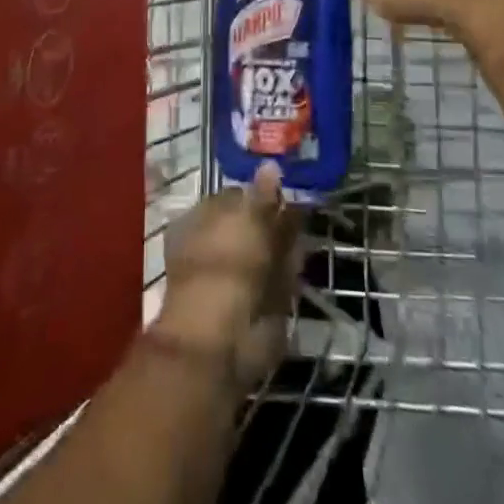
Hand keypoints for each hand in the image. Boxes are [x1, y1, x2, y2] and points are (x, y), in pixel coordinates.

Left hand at [155, 163, 300, 387]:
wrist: (222, 339)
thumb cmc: (225, 266)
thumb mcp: (246, 219)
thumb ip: (261, 193)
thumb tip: (271, 164)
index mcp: (201, 220)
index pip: (233, 196)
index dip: (258, 191)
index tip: (284, 185)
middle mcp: (215, 246)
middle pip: (252, 225)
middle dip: (276, 218)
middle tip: (301, 206)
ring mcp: (236, 277)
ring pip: (267, 251)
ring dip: (285, 242)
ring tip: (303, 230)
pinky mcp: (256, 304)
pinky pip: (276, 280)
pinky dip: (289, 272)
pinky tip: (300, 260)